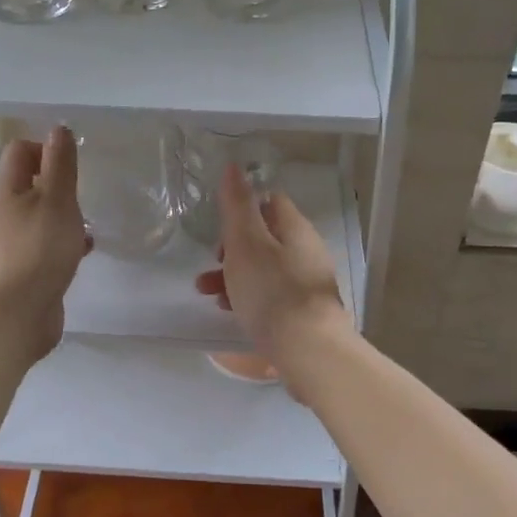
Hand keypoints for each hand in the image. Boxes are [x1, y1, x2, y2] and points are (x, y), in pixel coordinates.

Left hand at [0, 127, 90, 361]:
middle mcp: (5, 212)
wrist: (14, 316)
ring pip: (40, 216)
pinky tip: (84, 250)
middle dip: (59, 184)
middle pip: (30, 184)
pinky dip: (65, 242)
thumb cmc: (37, 250)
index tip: (73, 165)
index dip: (46, 149)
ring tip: (87, 222)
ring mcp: (13, 243)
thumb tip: (58, 129)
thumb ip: (60, 164)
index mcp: (6, 190)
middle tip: (82, 194)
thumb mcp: (56, 199)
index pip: (21, 151)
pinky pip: (46, 245)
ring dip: (64, 215)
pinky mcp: (25, 270)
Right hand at [194, 163, 347, 377]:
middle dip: (231, 249)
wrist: (308, 350)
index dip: (241, 210)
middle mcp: (306, 250)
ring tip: (208, 294)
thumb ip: (237, 205)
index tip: (221, 230)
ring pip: (264, 268)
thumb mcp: (246, 242)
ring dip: (234, 275)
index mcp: (295, 228)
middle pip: (264, 237)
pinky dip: (249, 297)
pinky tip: (231, 312)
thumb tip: (234, 166)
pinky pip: (271, 294)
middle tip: (211, 265)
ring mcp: (308, 282)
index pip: (269, 202)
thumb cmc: (271, 290)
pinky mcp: (304, 311)